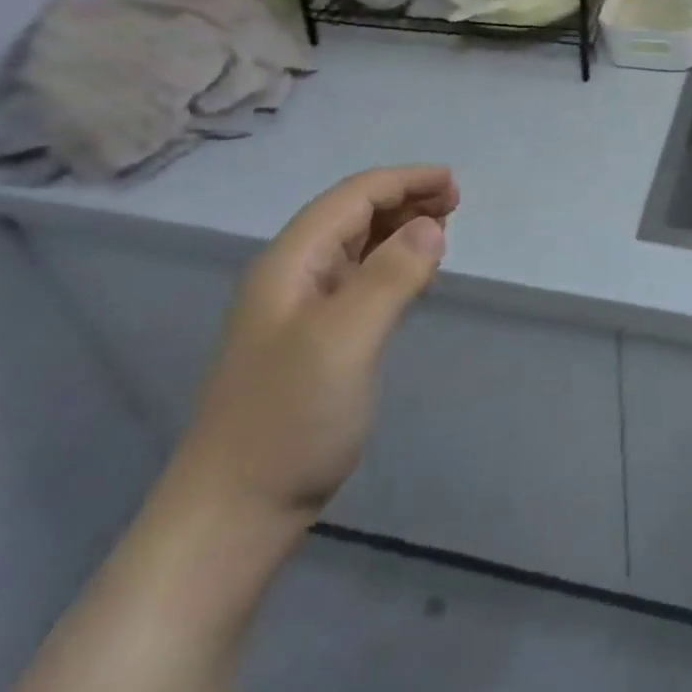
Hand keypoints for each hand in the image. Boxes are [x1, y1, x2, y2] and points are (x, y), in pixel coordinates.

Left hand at [168, 165, 458, 533]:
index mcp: (291, 262)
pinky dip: (392, 264)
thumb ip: (390, 276)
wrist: (236, 511)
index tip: (454, 183)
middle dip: (404, 199)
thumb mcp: (345, 340)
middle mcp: (293, 275)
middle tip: (455, 204)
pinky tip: (413, 275)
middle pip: (353, 214)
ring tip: (442, 230)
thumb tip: (431, 226)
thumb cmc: (290, 419)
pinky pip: (360, 280)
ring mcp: (301, 310)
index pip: (352, 197)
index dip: (404, 181)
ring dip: (399, 228)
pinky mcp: (315, 341)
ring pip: (357, 246)